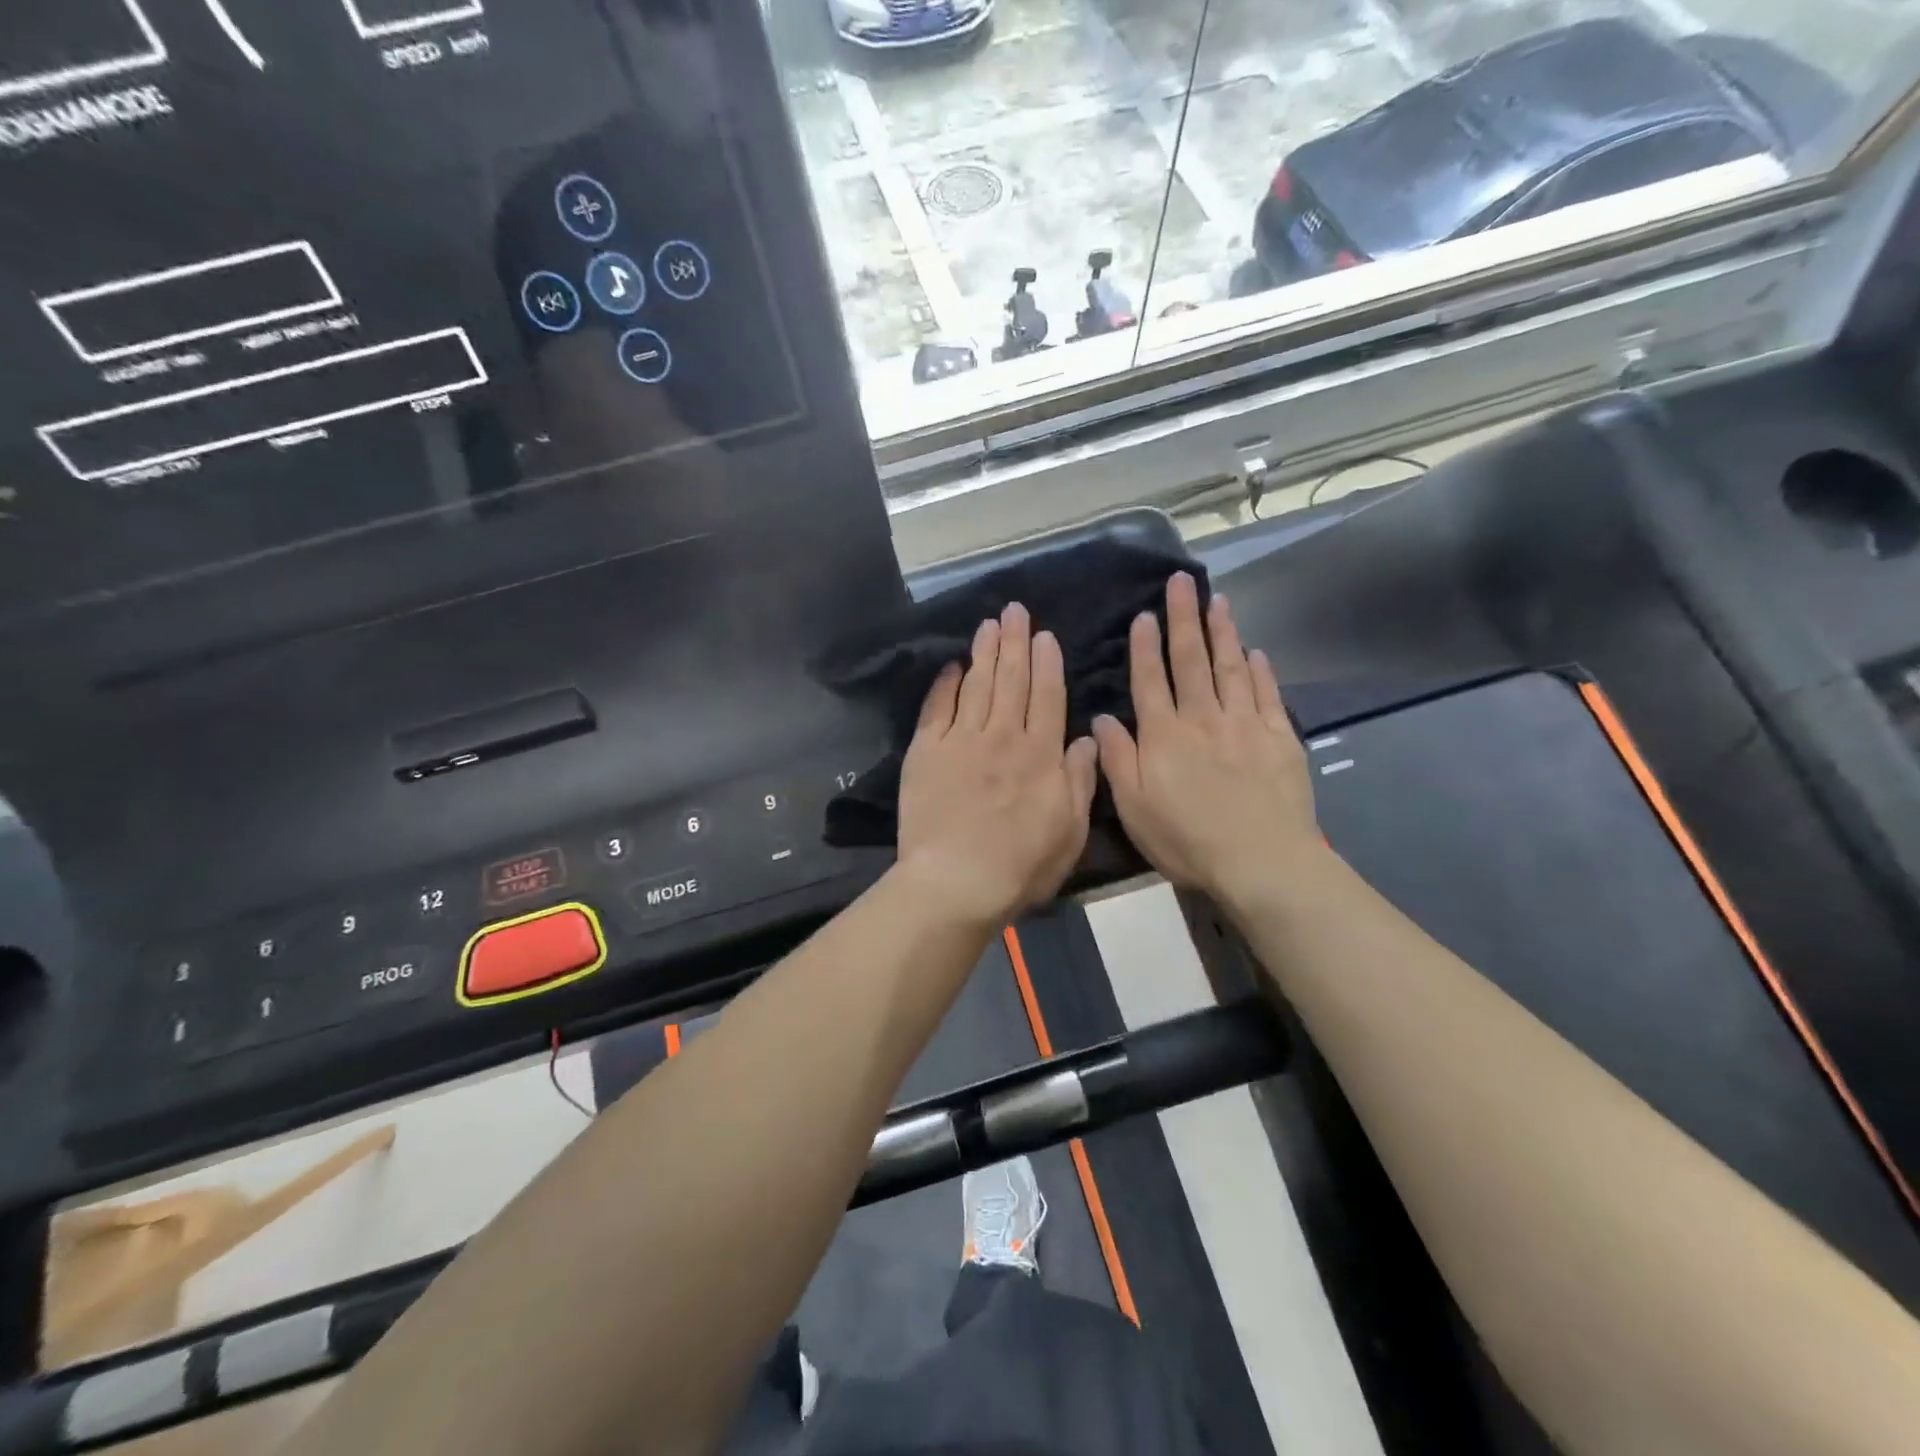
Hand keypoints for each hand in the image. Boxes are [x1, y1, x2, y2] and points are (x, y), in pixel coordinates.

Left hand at [895, 603, 1098, 927]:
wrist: (956, 881)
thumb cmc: (1021, 865)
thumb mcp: (1070, 831)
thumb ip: (1080, 781)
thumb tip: (1086, 738)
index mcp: (1040, 754)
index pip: (1047, 696)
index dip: (1047, 662)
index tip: (1044, 635)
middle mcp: (1002, 736)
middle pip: (1011, 680)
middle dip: (1014, 641)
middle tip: (1014, 610)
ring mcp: (961, 741)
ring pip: (976, 685)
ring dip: (984, 652)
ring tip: (988, 624)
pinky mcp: (927, 752)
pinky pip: (937, 708)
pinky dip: (945, 684)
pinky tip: (951, 666)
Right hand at [1092, 573, 1323, 908]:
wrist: (1261, 861)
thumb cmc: (1187, 839)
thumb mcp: (1134, 807)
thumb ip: (1117, 759)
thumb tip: (1100, 718)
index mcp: (1165, 735)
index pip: (1151, 681)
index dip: (1145, 647)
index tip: (1145, 615)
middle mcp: (1203, 718)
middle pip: (1192, 661)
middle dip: (1184, 619)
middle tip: (1181, 582)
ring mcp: (1245, 724)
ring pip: (1230, 668)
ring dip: (1223, 632)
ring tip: (1218, 601)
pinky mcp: (1280, 738)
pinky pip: (1267, 694)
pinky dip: (1260, 670)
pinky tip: (1255, 652)